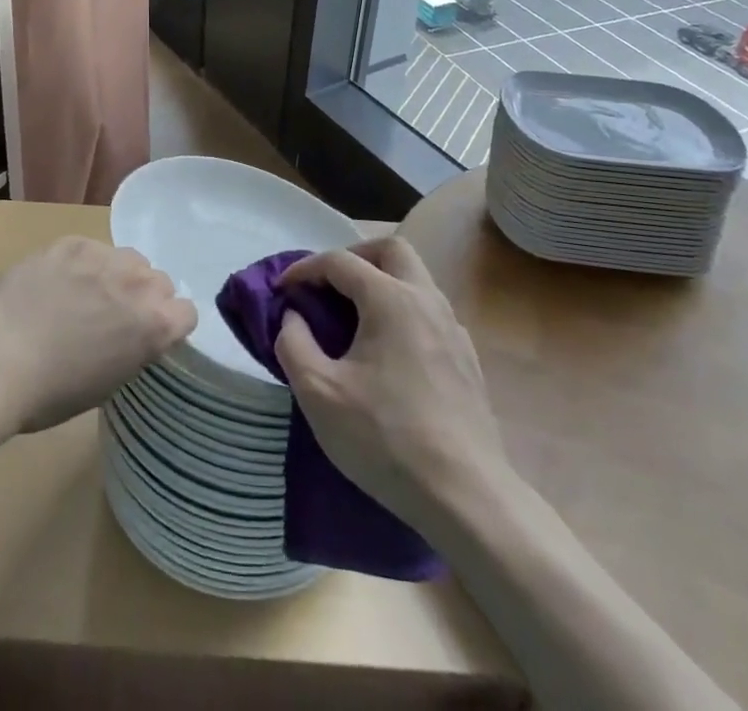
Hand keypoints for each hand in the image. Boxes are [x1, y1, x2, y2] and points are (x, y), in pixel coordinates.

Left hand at [0, 236, 195, 434]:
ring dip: (116, 274)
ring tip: (84, 293)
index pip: (187, 312)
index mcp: (154, 325)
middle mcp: (139, 284)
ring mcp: (105, 257)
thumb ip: (133, 348)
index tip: (148, 334)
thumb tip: (128, 334)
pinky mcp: (72, 242)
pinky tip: (56, 281)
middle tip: (112, 315)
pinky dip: (81, 263)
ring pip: (127, 258)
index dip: (168, 323)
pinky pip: (91, 248)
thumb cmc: (51, 392)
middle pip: (159, 280)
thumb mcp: (108, 383)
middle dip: (143, 296)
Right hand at [274, 236, 507, 525]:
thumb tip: (294, 317)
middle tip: (326, 285)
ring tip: (352, 317)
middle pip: (390, 250)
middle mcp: (426, 300)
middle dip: (353, 256)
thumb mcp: (318, 392)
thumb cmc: (385, 438)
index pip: (339, 261)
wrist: (466, 496)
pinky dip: (401, 310)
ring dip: (380, 282)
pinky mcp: (466, 359)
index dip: (304, 269)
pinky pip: (429, 311)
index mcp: (390, 299)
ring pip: (415, 279)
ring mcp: (453, 329)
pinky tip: (387, 351)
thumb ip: (294, 342)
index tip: (281, 290)